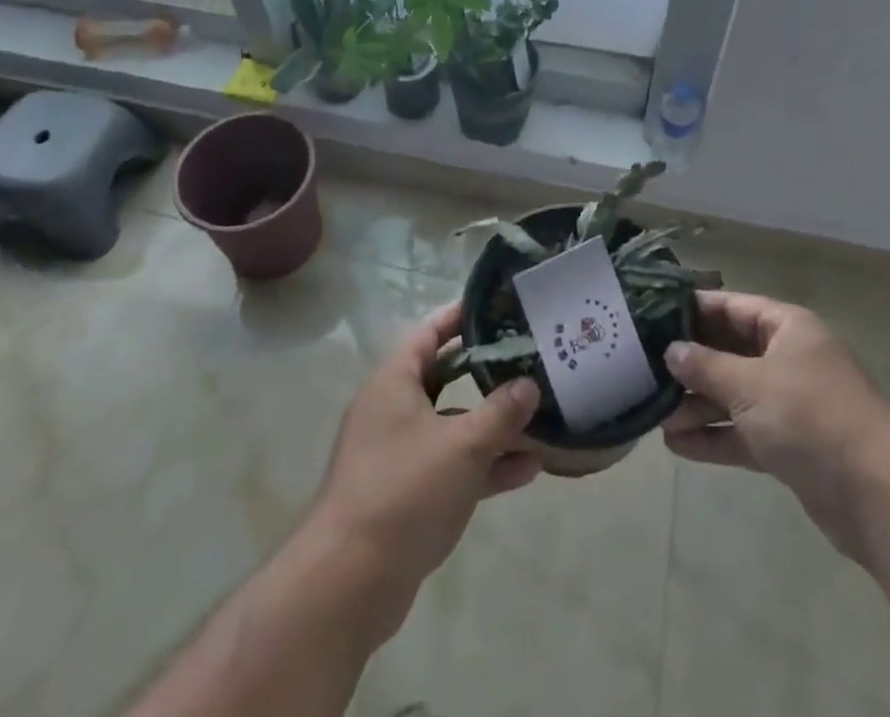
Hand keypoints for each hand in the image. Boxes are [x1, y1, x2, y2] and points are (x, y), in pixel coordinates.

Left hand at [306, 302, 541, 624]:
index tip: (498, 307)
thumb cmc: (404, 491)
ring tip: (540, 418)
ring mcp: (399, 454)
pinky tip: (527, 470)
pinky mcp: (407, 495)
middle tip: (527, 359)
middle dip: (486, 371)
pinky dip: (484, 464)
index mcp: (394, 382)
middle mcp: (393, 410)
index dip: (461, 316)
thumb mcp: (462, 445)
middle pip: (444, 377)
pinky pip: (452, 465)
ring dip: (493, 425)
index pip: (429, 332)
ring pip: (452, 425)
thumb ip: (500, 412)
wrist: (349, 582)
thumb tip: (529, 384)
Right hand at [663, 291, 889, 560]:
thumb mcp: (750, 384)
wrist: (878, 495)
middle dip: (690, 365)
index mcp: (786, 327)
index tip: (651, 314)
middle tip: (644, 370)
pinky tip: (677, 446)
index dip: (692, 310)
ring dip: (697, 405)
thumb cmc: (810, 416)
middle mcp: (788, 358)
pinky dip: (714, 437)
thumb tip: (671, 351)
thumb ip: (705, 366)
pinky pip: (743, 432)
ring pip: (733, 395)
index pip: (731, 307)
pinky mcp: (790, 445)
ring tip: (656, 416)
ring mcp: (790, 403)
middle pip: (729, 352)